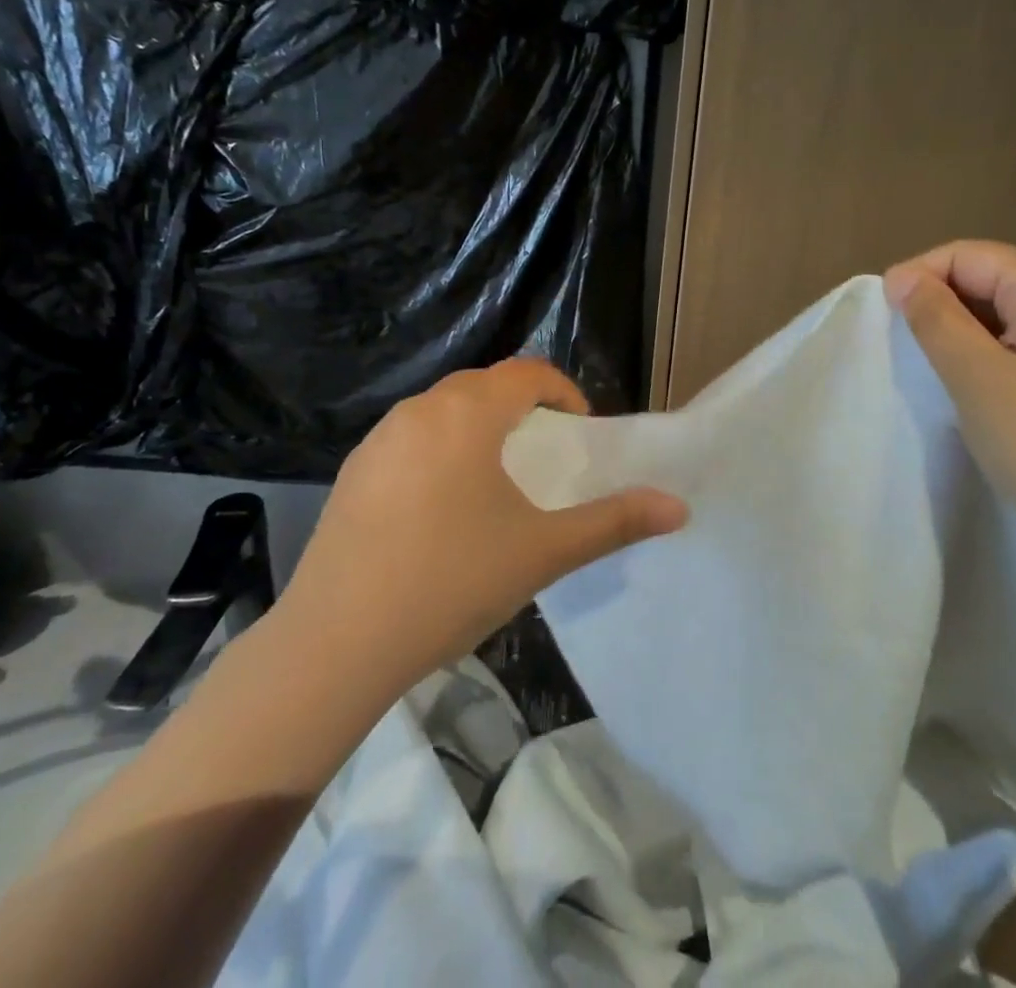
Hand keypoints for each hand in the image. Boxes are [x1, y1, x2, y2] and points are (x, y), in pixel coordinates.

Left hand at [279, 359, 687, 691]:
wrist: (336, 643)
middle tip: (543, 453)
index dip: (563, 392)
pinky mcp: (352, 472)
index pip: (526, 373)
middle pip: (483, 386)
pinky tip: (439, 508)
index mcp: (467, 413)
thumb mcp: (543, 552)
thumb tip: (679, 507)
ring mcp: (378, 440)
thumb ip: (614, 522)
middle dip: (520, 407)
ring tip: (495, 478)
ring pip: (442, 411)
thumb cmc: (451, 582)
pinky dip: (438, 450)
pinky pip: (409, 439)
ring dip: (476, 426)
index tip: (579, 428)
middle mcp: (420, 410)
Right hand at [883, 240, 1015, 588]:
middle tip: (904, 345)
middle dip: (941, 301)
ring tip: (933, 367)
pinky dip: (991, 352)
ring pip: (1008, 313)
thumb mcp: (976, 379)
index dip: (920, 274)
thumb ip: (936, 319)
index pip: (971, 254)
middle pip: (992, 277)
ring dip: (963, 330)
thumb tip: (902, 277)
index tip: (883, 315)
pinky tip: (976, 387)